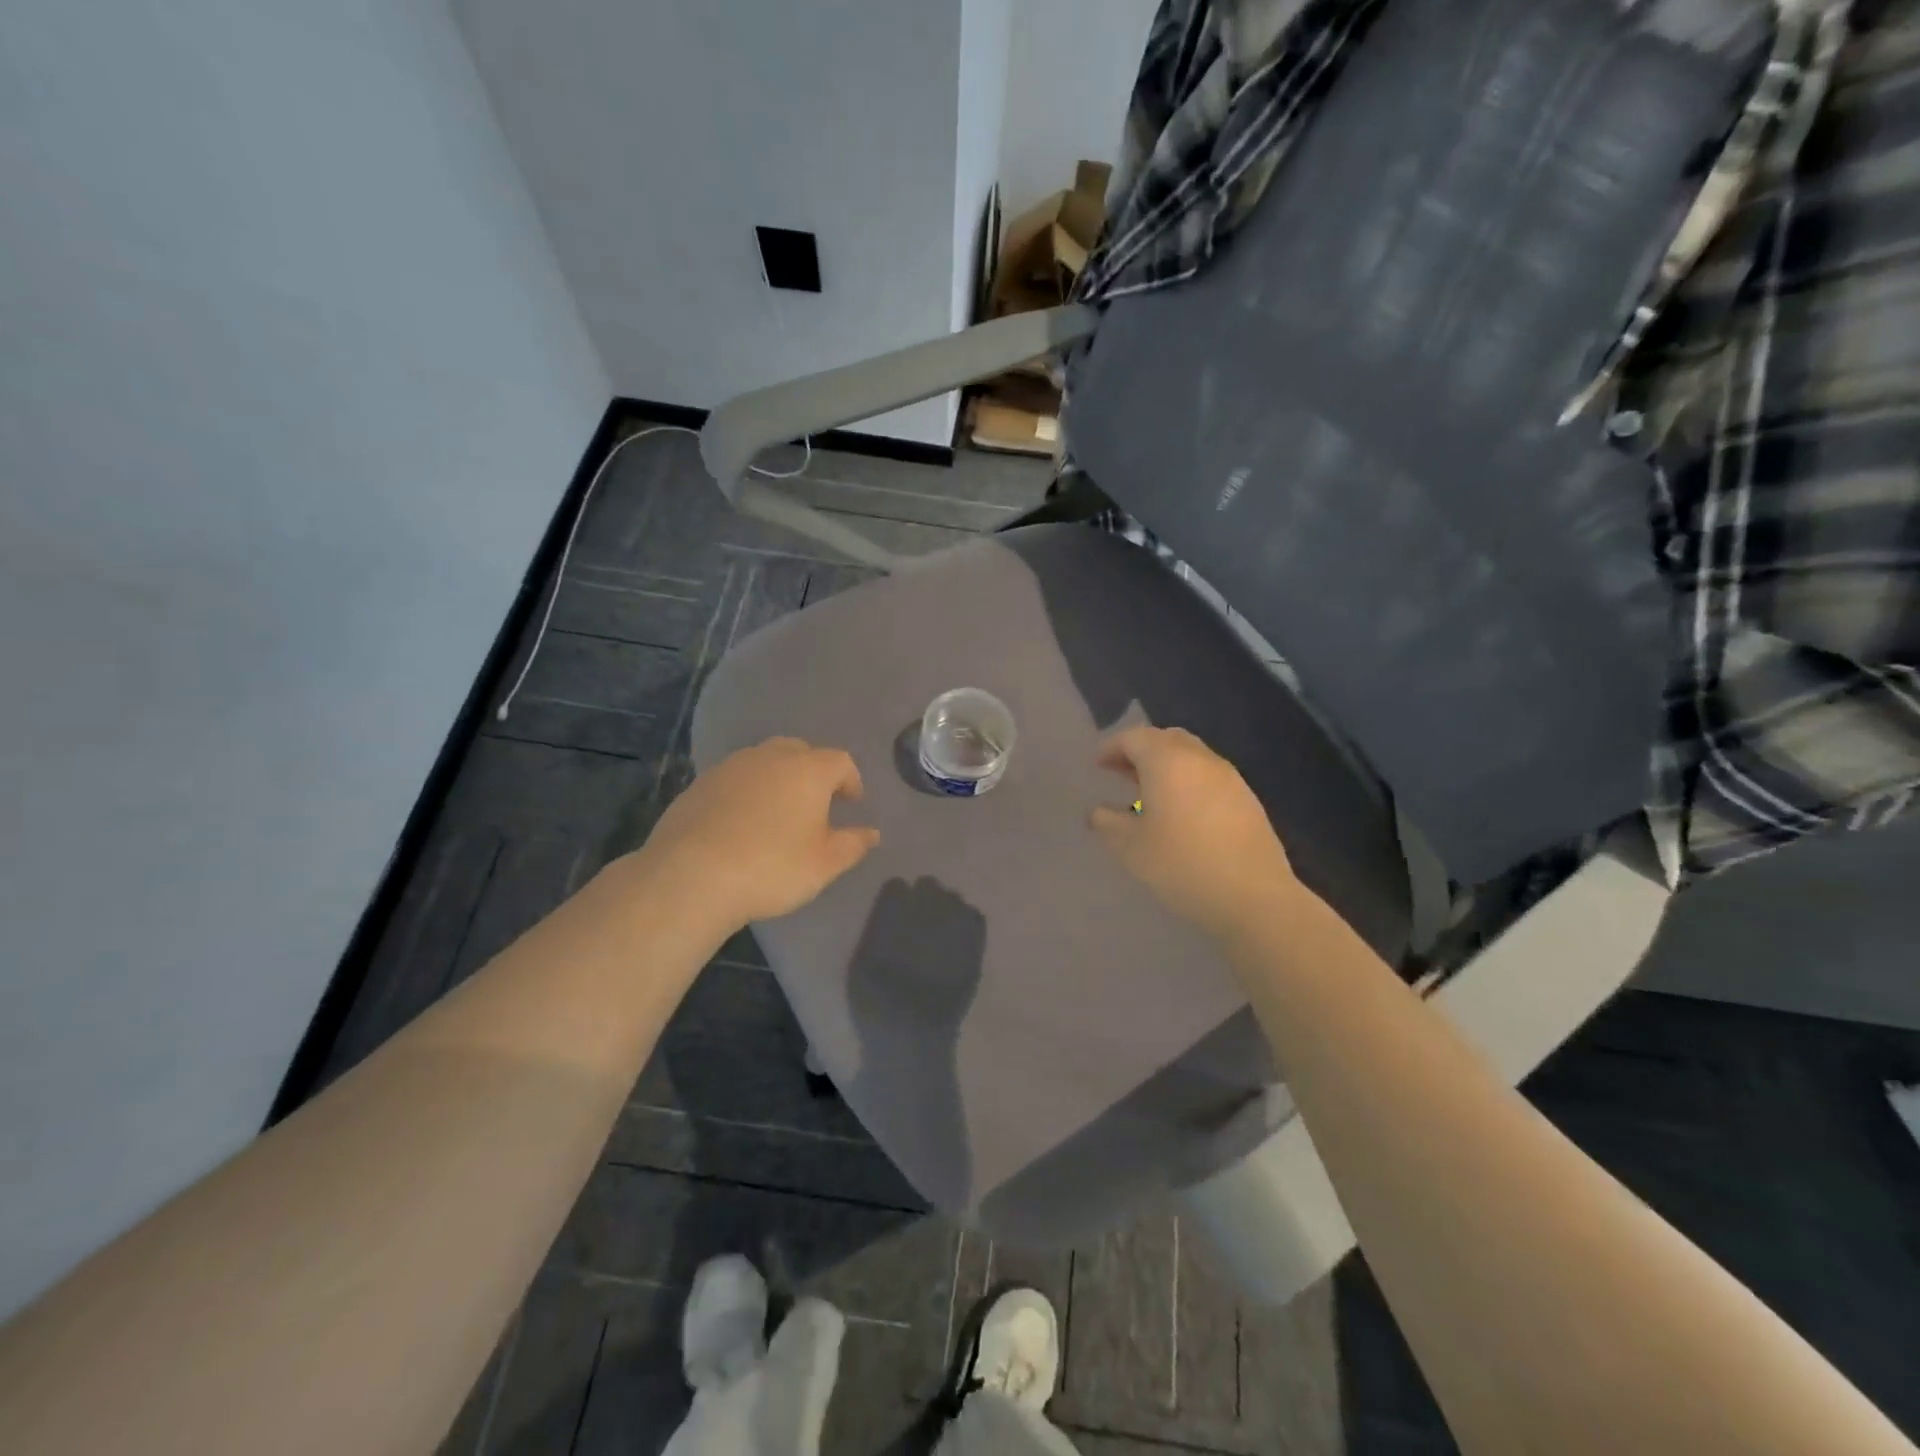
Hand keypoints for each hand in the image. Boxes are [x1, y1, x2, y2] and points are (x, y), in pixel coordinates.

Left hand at [639, 738, 880, 930]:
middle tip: (816, 803)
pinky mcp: (700, 783)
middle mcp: (771, 757)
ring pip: (764, 761)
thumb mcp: (825, 864)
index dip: (850, 781)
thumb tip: (872, 833)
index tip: (852, 803)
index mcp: (808, 769)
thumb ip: (853, 844)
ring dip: (777, 779)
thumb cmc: (772, 866)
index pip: (840, 761)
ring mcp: (731, 766)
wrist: (691, 875)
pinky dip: (746, 792)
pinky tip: (741, 823)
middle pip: (800, 752)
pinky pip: (735, 779)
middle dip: (813, 772)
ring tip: (778, 812)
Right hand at [1090, 726, 1299, 942]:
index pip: (1134, 738)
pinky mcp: (1247, 799)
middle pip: (1166, 739)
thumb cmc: (1182, 865)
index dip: (1112, 748)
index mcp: (1167, 762)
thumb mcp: (1131, 848)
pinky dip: (1188, 781)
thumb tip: (1097, 812)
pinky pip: (1209, 776)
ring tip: (1149, 793)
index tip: (1097, 765)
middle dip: (1141, 750)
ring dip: (1166, 765)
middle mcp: (1200, 759)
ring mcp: (1229, 777)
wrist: (1254, 897)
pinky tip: (1182, 811)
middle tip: (1121, 772)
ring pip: (1191, 755)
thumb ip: (1107, 823)